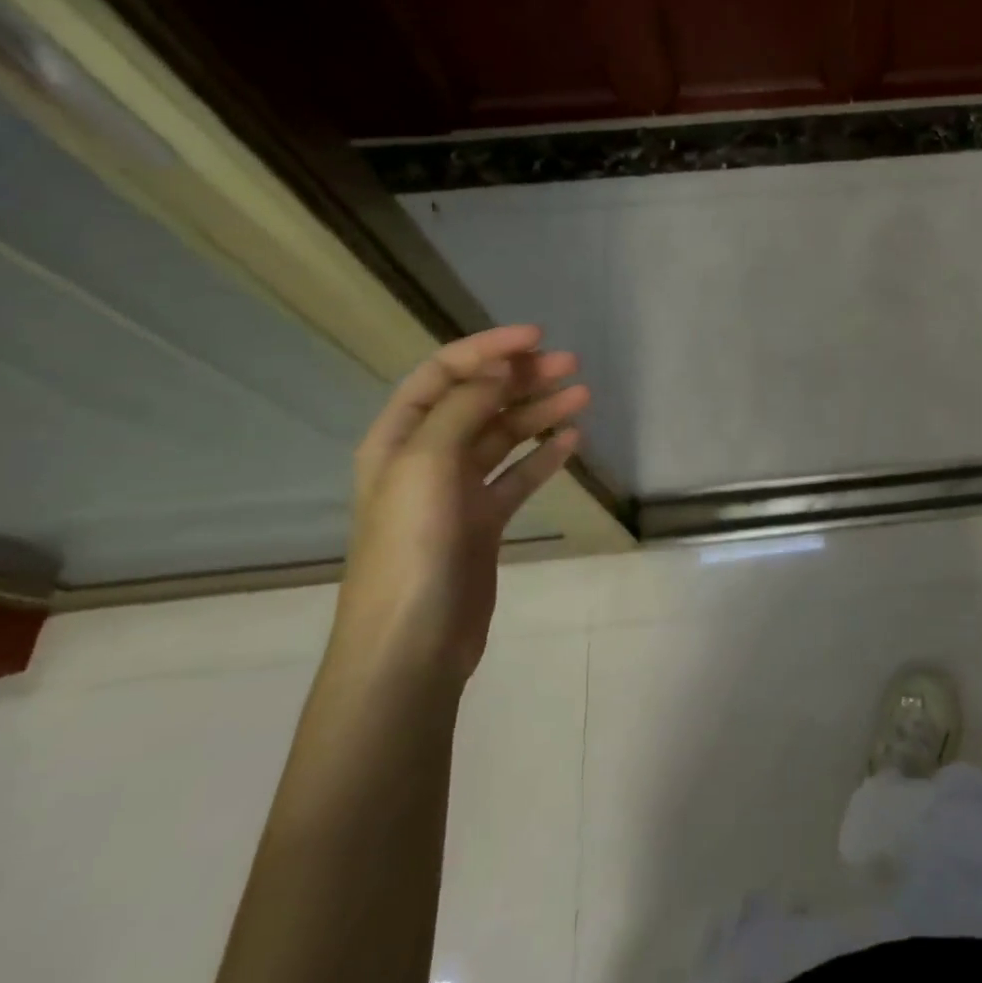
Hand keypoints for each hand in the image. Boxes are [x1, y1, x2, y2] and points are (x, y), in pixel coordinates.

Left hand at [336, 325, 590, 685]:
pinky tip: (572, 442)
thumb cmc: (412, 548)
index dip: (488, 348)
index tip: (537, 337)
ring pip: (503, 437)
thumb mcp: (427, 465)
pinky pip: (517, 477)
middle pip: (478, 401)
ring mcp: (456, 492)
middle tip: (571, 364)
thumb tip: (499, 370)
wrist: (412, 645)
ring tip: (582, 395)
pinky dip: (543, 456)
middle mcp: (425, 458)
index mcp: (399, 438)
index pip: (443, 374)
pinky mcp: (483, 522)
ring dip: (539, 412)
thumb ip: (462, 409)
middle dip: (522, 377)